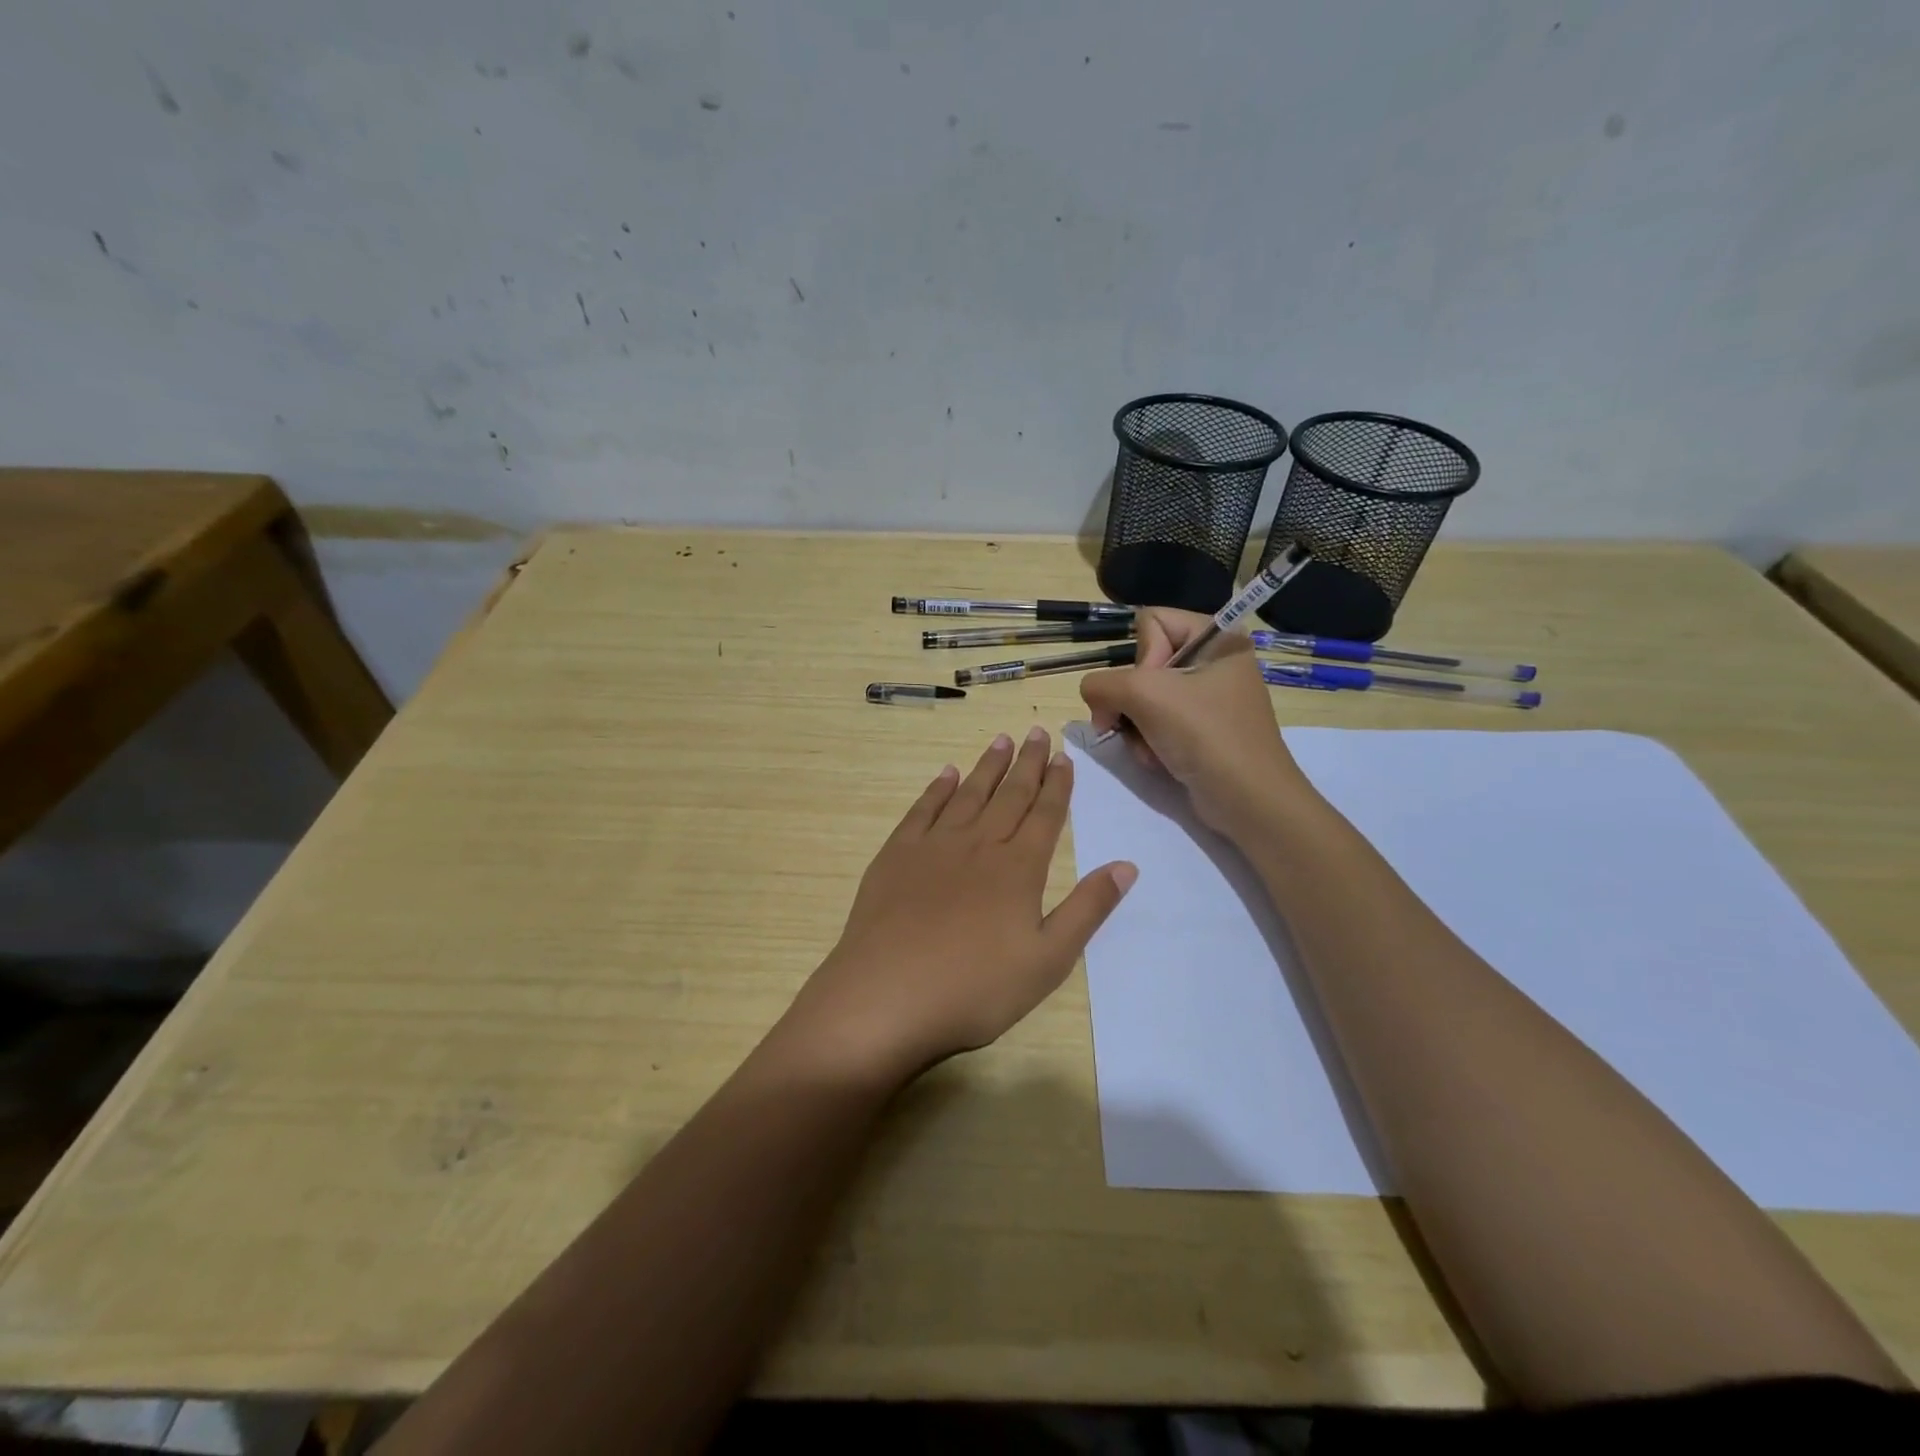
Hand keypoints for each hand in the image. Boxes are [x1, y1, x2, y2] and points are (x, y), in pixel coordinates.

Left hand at [779, 728, 1136, 1083]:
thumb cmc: (975, 988)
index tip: (1063, 756)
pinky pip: (923, 810)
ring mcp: (934, 846)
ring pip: (968, 794)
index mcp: (1018, 869)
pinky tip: (947, 774)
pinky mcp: (896, 855)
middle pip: (1009, 795)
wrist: (887, 996)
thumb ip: (1088, 909)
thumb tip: (1127, 865)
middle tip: (1036, 731)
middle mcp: (979, 845)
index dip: (1057, 784)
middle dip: (1027, 763)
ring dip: (987, 766)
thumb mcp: (1048, 960)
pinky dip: (938, 788)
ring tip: (1001, 740)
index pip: (1045, 815)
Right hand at [1080, 609, 1314, 836]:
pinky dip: (1148, 742)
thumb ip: (1102, 684)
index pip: (1151, 622)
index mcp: (1217, 639)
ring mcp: (1208, 698)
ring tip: (1149, 750)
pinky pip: (1156, 722)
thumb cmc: (1206, 736)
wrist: (1249, 801)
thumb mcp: (1146, 696)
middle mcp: (1214, 662)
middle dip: (1132, 701)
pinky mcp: (1202, 730)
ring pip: (1143, 697)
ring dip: (1136, 727)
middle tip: (1132, 725)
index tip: (1151, 690)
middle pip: (1143, 664)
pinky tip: (1157, 760)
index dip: (1141, 656)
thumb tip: (1092, 695)